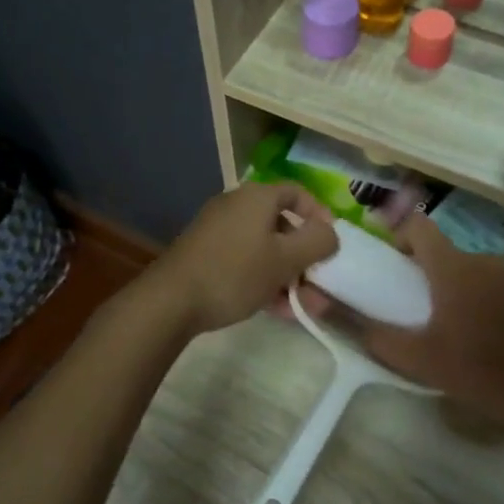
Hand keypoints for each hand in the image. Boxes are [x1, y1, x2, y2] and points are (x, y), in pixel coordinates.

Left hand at [148, 182, 337, 335]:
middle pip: (281, 224)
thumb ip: (317, 243)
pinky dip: (264, 280)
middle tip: (319, 282)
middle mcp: (236, 206)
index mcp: (257, 197)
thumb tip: (330, 233)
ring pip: (264, 248)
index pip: (297, 193)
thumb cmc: (235, 272)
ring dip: (288, 275)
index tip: (332, 243)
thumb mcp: (285, 259)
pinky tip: (278, 310)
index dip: (319, 215)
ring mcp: (217, 231)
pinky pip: (244, 262)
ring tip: (304, 305)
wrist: (171, 300)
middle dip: (304, 256)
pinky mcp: (205, 255)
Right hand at [353, 215, 503, 435]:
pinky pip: (496, 288)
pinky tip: (486, 339)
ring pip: (471, 272)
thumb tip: (348, 321)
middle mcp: (483, 260)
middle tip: (415, 309)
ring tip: (451, 329)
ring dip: (456, 290)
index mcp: (453, 267)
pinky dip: (483, 303)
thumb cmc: (481, 370)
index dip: (399, 235)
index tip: (391, 263)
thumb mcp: (420, 360)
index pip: (419, 226)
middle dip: (426, 273)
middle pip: (444, 253)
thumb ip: (379, 338)